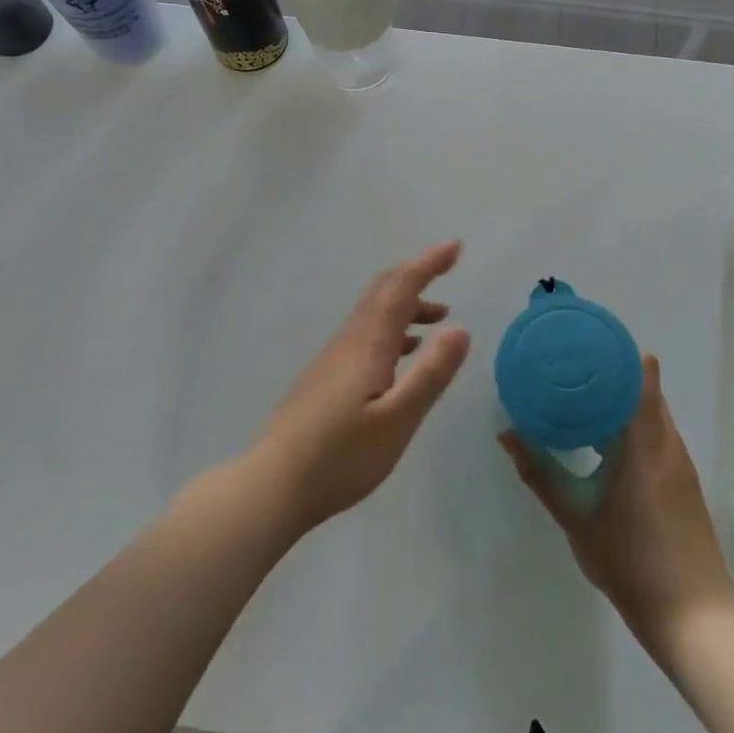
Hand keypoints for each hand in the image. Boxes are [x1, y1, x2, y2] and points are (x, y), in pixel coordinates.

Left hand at [253, 241, 471, 537]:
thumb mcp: (398, 420)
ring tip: (439, 318)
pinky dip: (393, 329)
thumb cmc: (340, 456)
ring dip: (407, 305)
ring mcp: (333, 358)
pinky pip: (365, 334)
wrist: (272, 485)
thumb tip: (461, 329)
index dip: (428, 263)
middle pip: (383, 290)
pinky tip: (403, 356)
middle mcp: (349, 340)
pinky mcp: (325, 378)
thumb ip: (431, 374)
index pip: (401, 286)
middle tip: (448, 266)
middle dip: (416, 273)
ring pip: (373, 312)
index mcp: (368, 342)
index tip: (455, 247)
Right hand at [500, 353, 733, 660]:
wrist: (695, 618)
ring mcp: (679, 460)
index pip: (640, 372)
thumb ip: (540, 472)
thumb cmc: (631, 561)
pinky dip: (633, 421)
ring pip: (652, 409)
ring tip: (582, 396)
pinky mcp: (683, 480)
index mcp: (643, 439)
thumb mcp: (575, 517)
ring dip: (622, 397)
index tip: (582, 341)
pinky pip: (657, 431)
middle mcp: (666, 440)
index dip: (615, 350)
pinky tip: (606, 439)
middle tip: (571, 367)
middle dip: (611, 370)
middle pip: (644, 385)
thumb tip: (507, 433)